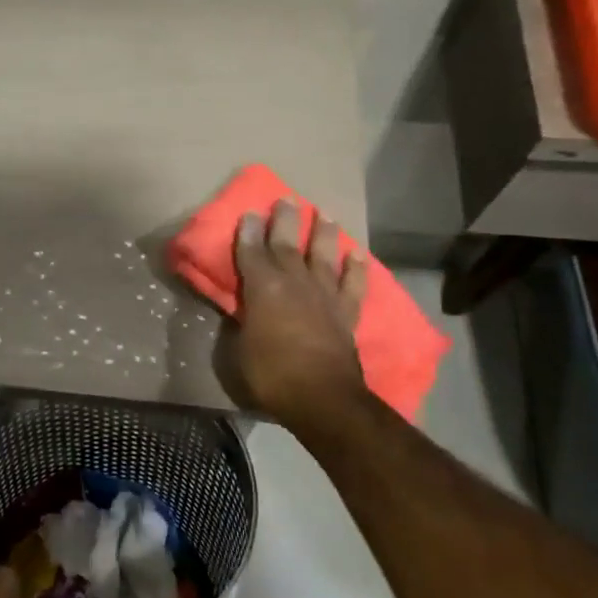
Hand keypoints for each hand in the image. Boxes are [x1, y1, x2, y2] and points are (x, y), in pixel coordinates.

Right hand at [228, 200, 369, 431]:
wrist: (322, 397)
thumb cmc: (270, 374)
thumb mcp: (239, 349)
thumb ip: (242, 323)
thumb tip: (243, 312)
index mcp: (263, 288)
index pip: (252, 252)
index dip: (248, 232)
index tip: (249, 212)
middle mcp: (295, 283)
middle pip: (288, 244)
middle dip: (285, 221)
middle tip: (286, 199)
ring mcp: (325, 296)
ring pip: (324, 256)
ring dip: (324, 234)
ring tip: (325, 215)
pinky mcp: (346, 313)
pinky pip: (354, 285)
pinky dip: (357, 269)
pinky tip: (358, 255)